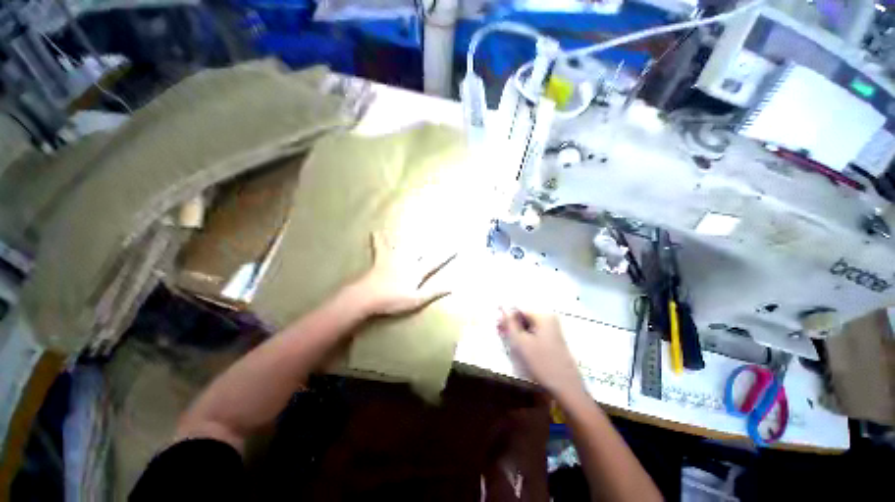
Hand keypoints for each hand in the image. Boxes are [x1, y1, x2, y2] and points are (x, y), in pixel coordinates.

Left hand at [347, 232, 455, 316]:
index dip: (446, 255)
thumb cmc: (393, 300)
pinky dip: (377, 240)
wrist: (367, 296)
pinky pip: (379, 247)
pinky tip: (374, 232)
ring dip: (410, 236)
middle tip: (441, 231)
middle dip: (432, 241)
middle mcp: (407, 261)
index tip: (456, 247)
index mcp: (416, 271)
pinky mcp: (380, 259)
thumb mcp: (416, 300)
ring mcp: (393, 258)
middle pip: (421, 250)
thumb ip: (434, 292)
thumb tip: (452, 287)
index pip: (435, 262)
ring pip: (404, 244)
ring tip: (415, 225)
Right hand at [498, 308, 584, 398]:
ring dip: (517, 330)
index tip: (498, 326)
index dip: (506, 316)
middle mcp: (549, 318)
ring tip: (507, 339)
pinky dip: (525, 335)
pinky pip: (535, 331)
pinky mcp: (553, 338)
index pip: (519, 308)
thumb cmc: (541, 362)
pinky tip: (518, 344)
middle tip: (500, 333)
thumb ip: (509, 323)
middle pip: (524, 315)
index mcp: (543, 316)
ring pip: (528, 324)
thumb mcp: (520, 342)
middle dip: (511, 323)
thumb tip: (501, 308)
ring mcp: (553, 328)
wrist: (566, 387)